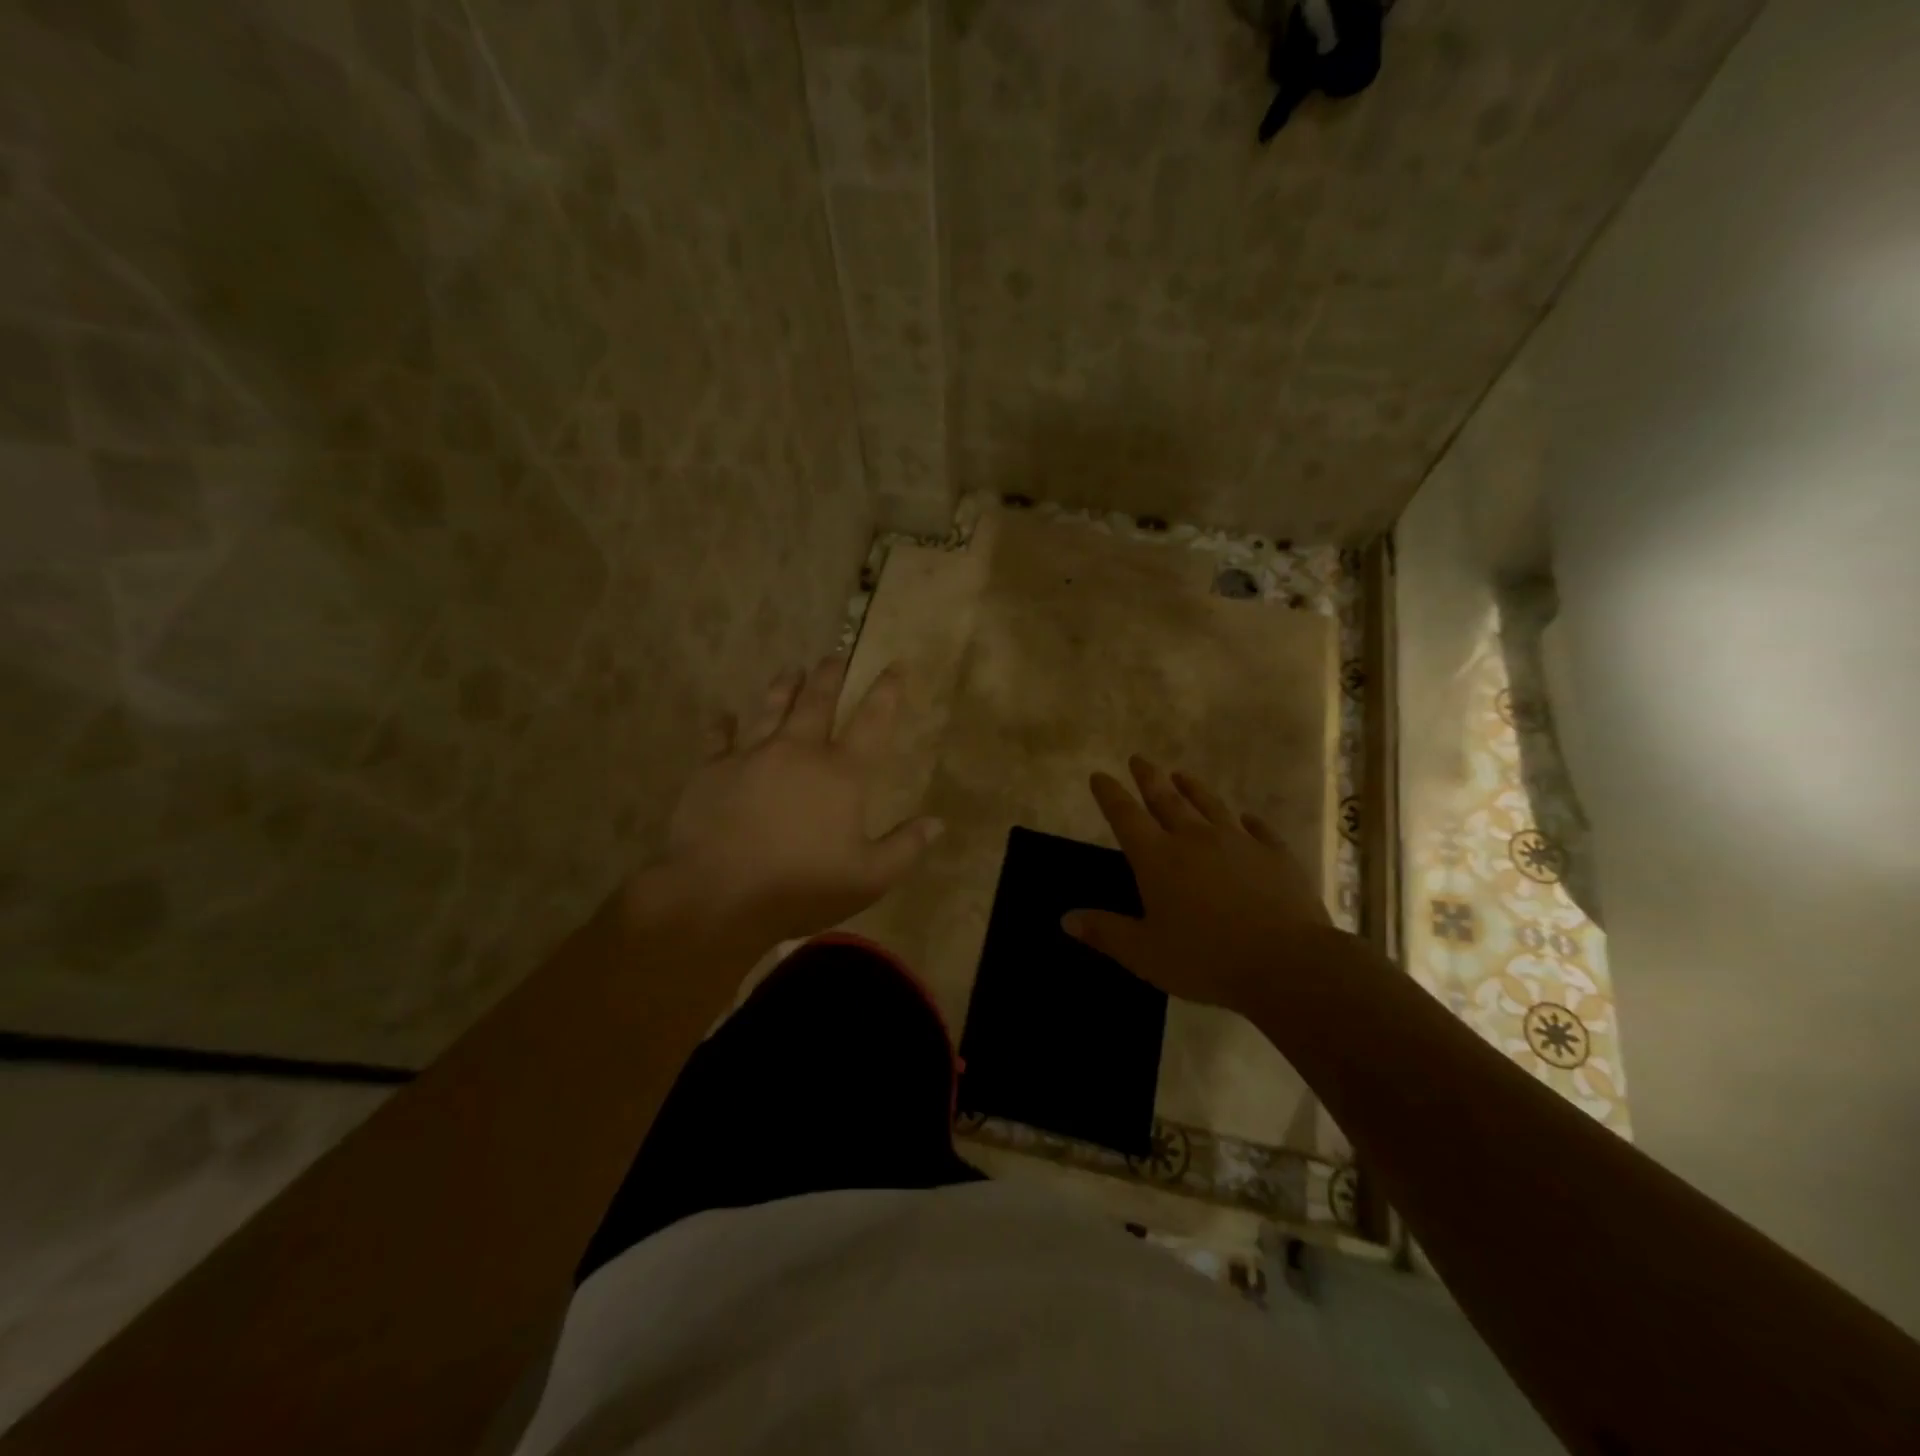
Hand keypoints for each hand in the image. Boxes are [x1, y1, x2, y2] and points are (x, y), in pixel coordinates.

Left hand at [647, 655, 941, 942]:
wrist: (719, 895)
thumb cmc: (802, 887)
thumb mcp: (869, 878)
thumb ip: (905, 847)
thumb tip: (937, 822)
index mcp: (841, 773)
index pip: (872, 721)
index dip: (886, 691)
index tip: (894, 665)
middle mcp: (799, 751)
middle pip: (817, 701)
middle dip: (829, 676)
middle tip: (834, 657)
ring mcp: (752, 756)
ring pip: (770, 708)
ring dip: (783, 686)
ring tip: (790, 669)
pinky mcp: (712, 770)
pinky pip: (718, 738)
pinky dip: (722, 725)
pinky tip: (723, 715)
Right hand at [1063, 756, 1345, 1013]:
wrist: (1287, 963)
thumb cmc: (1205, 959)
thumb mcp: (1144, 954)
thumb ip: (1106, 932)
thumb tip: (1066, 918)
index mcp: (1158, 858)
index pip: (1125, 816)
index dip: (1110, 794)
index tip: (1099, 775)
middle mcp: (1194, 839)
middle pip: (1166, 800)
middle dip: (1149, 778)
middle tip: (1139, 759)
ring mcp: (1238, 842)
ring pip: (1210, 805)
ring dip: (1193, 788)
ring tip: (1182, 775)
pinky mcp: (1275, 854)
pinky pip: (1259, 829)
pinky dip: (1249, 821)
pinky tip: (1246, 817)